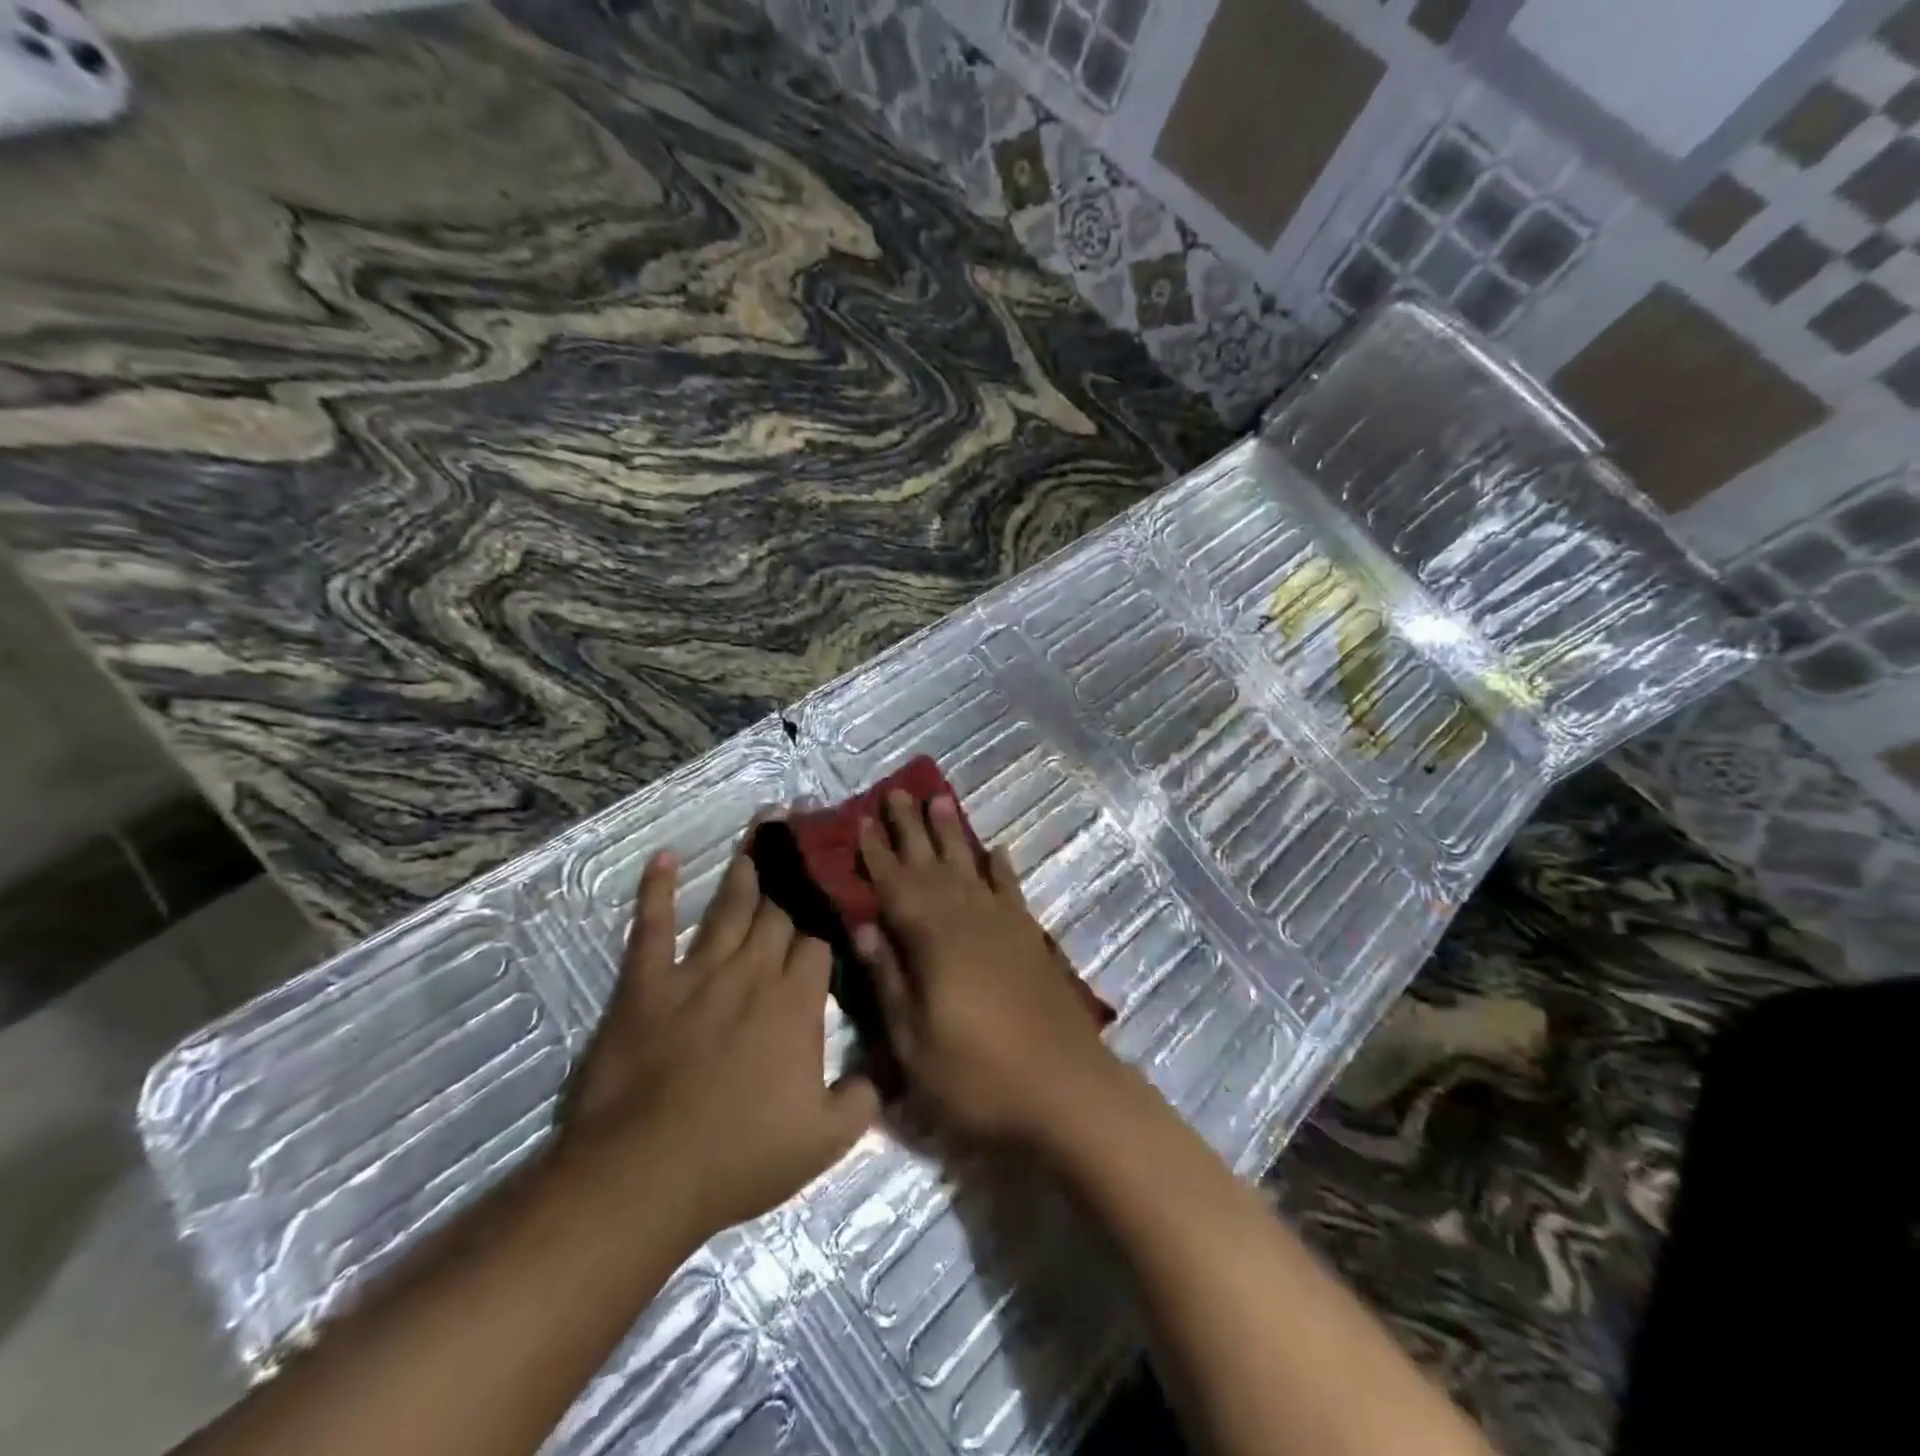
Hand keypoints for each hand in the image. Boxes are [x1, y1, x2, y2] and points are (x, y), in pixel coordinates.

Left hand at [556, 842, 877, 1248]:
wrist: (643, 1175)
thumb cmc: (739, 1158)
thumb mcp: (823, 1142)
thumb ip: (862, 1101)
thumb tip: (883, 1074)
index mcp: (796, 1003)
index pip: (818, 944)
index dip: (827, 923)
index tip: (835, 900)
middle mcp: (752, 973)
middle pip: (779, 913)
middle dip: (796, 874)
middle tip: (807, 830)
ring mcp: (697, 973)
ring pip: (729, 908)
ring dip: (747, 868)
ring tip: (762, 828)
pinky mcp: (646, 984)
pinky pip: (652, 927)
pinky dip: (657, 891)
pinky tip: (664, 859)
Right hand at [854, 791, 1119, 1148]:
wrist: (1068, 1092)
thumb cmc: (978, 1078)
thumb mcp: (913, 1045)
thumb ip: (888, 981)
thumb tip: (864, 927)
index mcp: (933, 940)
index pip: (894, 886)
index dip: (876, 854)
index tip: (861, 820)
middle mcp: (968, 919)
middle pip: (932, 863)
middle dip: (911, 828)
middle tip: (896, 791)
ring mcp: (1004, 925)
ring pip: (970, 866)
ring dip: (952, 834)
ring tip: (940, 799)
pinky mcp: (1030, 939)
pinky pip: (1011, 889)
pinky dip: (1000, 868)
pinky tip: (995, 850)